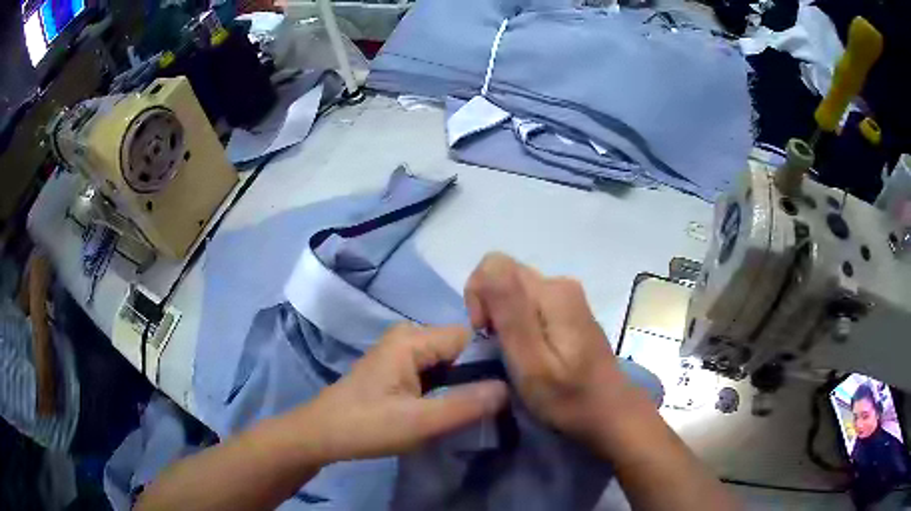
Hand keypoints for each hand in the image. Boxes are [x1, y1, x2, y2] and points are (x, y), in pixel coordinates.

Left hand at [304, 324, 507, 462]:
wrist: (322, 435)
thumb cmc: (366, 426)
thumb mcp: (419, 422)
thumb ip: (465, 405)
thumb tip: (509, 388)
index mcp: (412, 339)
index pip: (470, 338)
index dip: (492, 361)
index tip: (512, 387)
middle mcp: (409, 337)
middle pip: (461, 349)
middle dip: (479, 375)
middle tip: (499, 404)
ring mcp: (403, 353)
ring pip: (450, 362)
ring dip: (465, 384)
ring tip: (484, 408)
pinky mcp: (399, 369)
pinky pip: (436, 372)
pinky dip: (449, 388)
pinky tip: (458, 407)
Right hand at [464, 253, 633, 445]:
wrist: (610, 412)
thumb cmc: (568, 397)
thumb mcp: (531, 362)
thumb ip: (510, 312)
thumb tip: (488, 268)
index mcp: (552, 292)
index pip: (494, 266)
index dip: (479, 297)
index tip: (486, 336)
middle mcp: (560, 284)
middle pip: (505, 276)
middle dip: (491, 310)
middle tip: (502, 350)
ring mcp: (567, 297)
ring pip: (515, 291)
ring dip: (504, 319)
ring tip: (516, 355)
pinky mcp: (569, 311)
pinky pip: (529, 304)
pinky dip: (519, 324)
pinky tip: (531, 352)